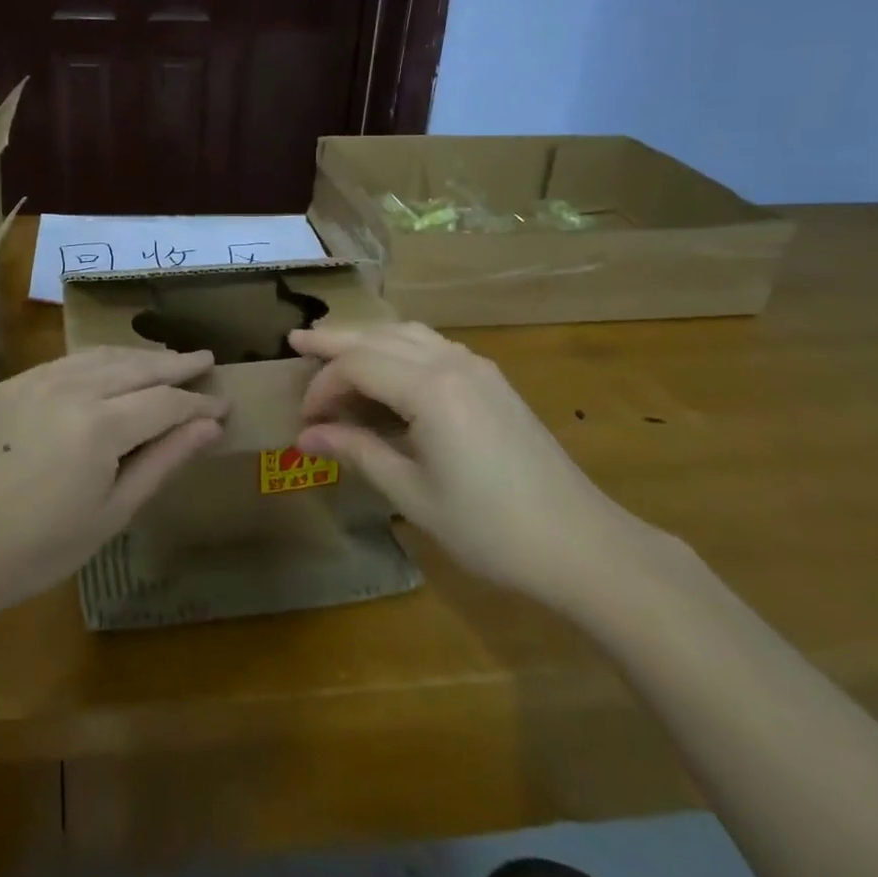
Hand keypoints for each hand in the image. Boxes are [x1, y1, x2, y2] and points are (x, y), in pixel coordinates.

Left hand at [0, 347, 227, 622]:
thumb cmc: (37, 550)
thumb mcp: (111, 514)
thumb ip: (163, 462)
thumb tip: (209, 426)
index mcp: (101, 426)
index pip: (166, 402)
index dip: (198, 403)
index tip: (223, 404)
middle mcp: (72, 388)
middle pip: (137, 367)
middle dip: (174, 364)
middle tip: (204, 360)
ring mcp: (36, 380)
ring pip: (101, 356)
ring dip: (138, 357)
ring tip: (164, 361)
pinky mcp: (9, 384)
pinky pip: (66, 362)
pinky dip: (98, 361)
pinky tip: (109, 369)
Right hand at [290, 323, 644, 608]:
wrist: (580, 543)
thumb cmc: (489, 527)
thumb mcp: (412, 494)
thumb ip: (357, 451)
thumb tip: (307, 436)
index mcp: (429, 388)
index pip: (356, 366)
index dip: (322, 387)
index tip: (304, 421)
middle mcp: (451, 362)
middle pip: (379, 336)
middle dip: (335, 341)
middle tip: (296, 340)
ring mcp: (476, 367)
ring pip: (408, 333)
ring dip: (368, 338)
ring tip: (335, 347)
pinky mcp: (491, 380)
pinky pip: (433, 345)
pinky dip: (399, 346)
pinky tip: (388, 367)